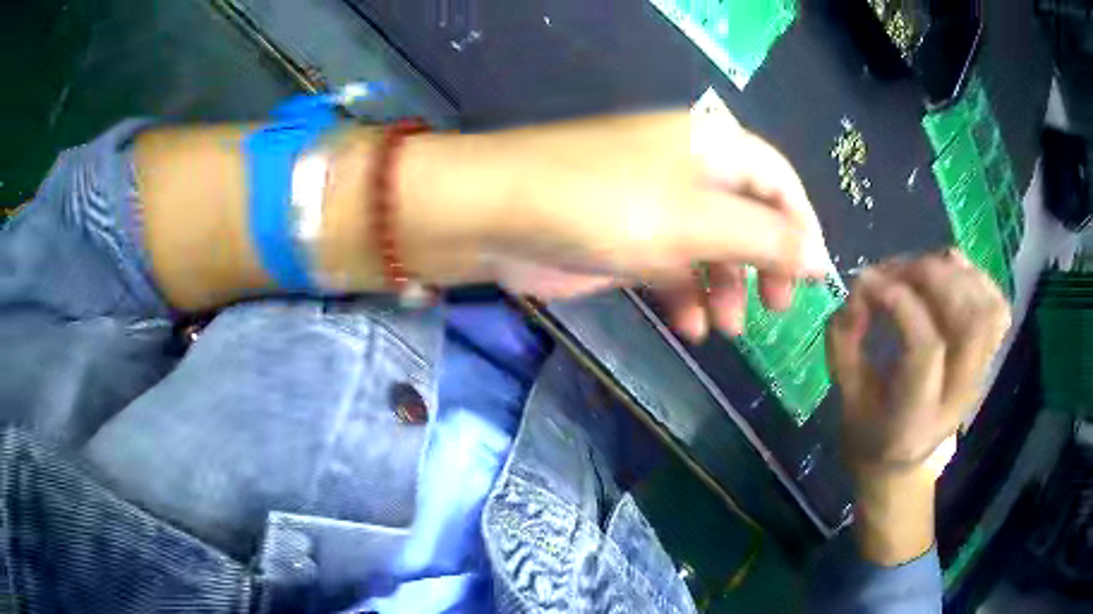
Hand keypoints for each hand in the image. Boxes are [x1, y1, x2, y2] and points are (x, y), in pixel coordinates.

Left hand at [468, 108, 830, 340]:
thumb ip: (765, 239)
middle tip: (776, 309)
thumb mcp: (697, 222)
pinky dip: (685, 296)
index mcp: (711, 145)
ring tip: (727, 330)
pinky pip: (672, 266)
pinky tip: (690, 329)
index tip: (815, 279)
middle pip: (748, 215)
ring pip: (712, 246)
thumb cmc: (605, 206)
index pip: (779, 180)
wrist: (497, 216)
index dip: (802, 227)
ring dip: (725, 288)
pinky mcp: (626, 237)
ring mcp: (654, 204)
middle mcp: (688, 168)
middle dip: (765, 264)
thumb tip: (821, 258)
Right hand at [826, 252, 1010, 563]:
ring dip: (955, 274)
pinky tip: (947, 275)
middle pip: (970, 320)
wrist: (904, 464)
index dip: (899, 302)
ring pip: (989, 308)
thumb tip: (859, 288)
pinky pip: (996, 306)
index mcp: (916, 417)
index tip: (866, 283)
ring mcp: (979, 375)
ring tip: (920, 269)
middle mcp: (957, 395)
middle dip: (933, 278)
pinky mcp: (987, 358)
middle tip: (896, 270)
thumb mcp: (846, 397)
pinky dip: (975, 278)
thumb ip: (845, 341)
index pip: (926, 348)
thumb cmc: (870, 434)